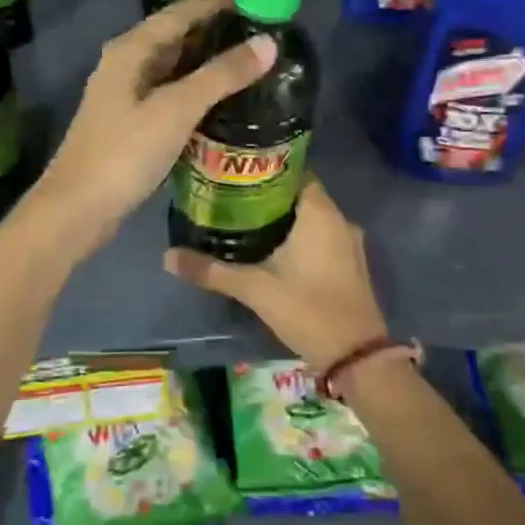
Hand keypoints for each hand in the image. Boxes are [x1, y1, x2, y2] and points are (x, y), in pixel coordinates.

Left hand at [27, 0, 274, 251]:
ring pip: (175, 69)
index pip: (181, 13)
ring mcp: (127, 96)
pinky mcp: (132, 124)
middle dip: (218, 34)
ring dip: (210, 65)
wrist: (77, 210)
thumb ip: (221, 75)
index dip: (218, 5)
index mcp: (131, 50)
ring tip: (254, 67)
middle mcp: (126, 64)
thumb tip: (269, 43)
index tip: (260, 3)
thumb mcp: (176, 110)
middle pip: (177, 38)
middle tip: (265, 38)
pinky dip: (198, 94)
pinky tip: (225, 104)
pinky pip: (171, 96)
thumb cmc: (124, 154)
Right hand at [164, 178, 389, 370]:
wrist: (356, 355)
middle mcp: (339, 219)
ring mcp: (349, 242)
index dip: (266, 169)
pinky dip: (300, 237)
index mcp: (319, 213)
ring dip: (285, 219)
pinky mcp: (351, 264)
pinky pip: (322, 237)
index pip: (294, 171)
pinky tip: (274, 251)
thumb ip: (212, 271)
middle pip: (300, 194)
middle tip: (232, 199)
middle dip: (268, 196)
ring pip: (312, 218)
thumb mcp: (255, 289)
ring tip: (246, 223)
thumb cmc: (308, 309)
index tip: (236, 174)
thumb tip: (168, 257)